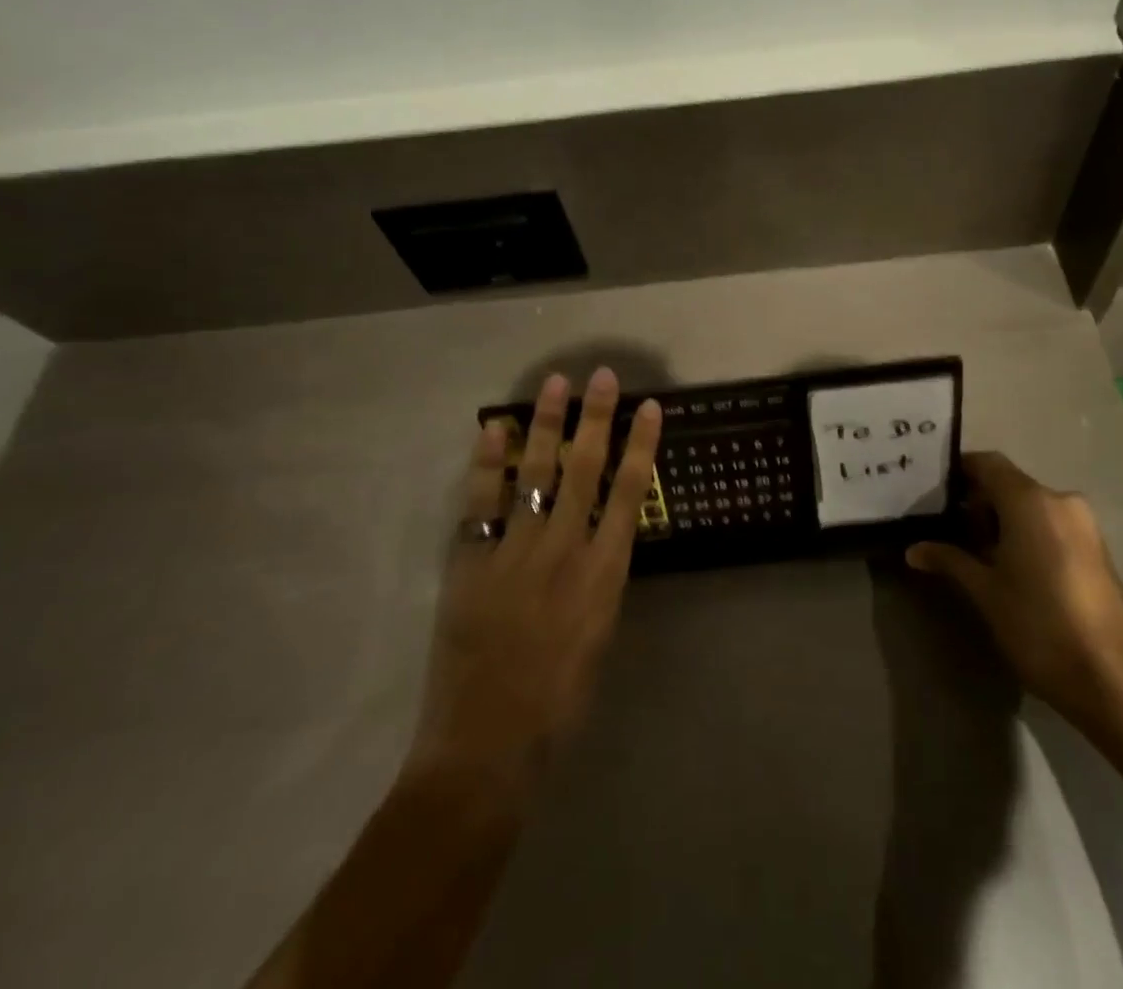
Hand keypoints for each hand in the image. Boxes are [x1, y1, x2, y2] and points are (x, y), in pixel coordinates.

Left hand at [407, 368, 661, 795]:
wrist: (486, 746)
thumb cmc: (558, 703)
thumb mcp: (599, 636)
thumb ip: (599, 582)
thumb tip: (596, 539)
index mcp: (603, 574)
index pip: (629, 494)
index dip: (641, 446)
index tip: (650, 408)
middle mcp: (563, 551)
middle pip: (585, 470)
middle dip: (596, 419)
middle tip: (602, 376)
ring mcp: (515, 553)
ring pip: (536, 474)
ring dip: (546, 425)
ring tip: (555, 384)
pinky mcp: (472, 562)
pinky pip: (481, 502)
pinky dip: (487, 462)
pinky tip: (493, 428)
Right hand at [906, 452, 1122, 740]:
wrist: (1118, 682)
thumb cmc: (1040, 626)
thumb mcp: (985, 593)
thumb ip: (950, 561)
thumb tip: (913, 549)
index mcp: (1030, 500)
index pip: (986, 463)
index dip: (957, 471)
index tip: (930, 491)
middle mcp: (1060, 501)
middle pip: (1009, 484)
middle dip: (976, 502)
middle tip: (944, 527)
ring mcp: (1084, 526)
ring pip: (1031, 507)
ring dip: (1001, 521)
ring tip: (973, 551)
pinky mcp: (1097, 551)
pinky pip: (1051, 526)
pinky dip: (1026, 535)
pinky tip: (1009, 568)